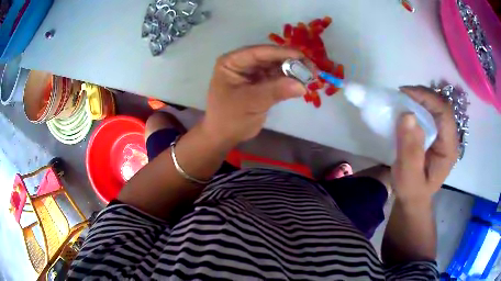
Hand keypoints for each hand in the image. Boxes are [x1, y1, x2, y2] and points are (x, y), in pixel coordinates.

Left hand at [201, 45, 306, 144]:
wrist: (224, 136)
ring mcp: (253, 73)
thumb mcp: (250, 102)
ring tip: (311, 76)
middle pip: (270, 58)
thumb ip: (275, 91)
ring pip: (276, 67)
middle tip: (312, 68)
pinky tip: (303, 83)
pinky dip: (290, 81)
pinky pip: (278, 78)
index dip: (281, 53)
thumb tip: (302, 85)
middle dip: (291, 62)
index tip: (301, 56)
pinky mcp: (261, 84)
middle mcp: (243, 64)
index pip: (258, 52)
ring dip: (293, 71)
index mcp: (232, 62)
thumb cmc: (229, 118)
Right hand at [392, 86, 457, 202]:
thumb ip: (410, 150)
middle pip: (441, 105)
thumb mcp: (409, 177)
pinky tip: (407, 109)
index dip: (427, 98)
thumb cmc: (412, 191)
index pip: (445, 113)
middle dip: (422, 95)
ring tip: (402, 100)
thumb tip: (408, 115)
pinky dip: (418, 106)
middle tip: (401, 96)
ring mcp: (443, 134)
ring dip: (419, 99)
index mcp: (449, 148)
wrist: (413, 198)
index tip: (405, 94)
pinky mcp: (435, 133)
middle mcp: (449, 137)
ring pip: (435, 106)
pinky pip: (429, 112)